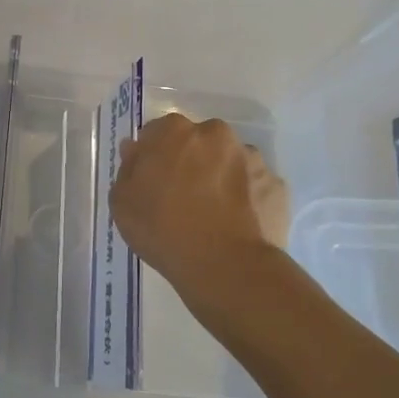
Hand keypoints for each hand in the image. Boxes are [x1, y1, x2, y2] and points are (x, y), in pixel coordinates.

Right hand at [111, 113, 289, 294]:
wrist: (225, 265)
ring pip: (229, 162)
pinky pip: (253, 186)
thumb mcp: (122, 202)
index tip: (152, 181)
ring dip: (220, 177)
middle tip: (182, 197)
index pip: (157, 133)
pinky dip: (245, 199)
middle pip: (197, 142)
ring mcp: (251, 158)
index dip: (153, 156)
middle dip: (190, 161)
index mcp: (174, 131)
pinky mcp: (276, 184)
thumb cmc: (163, 229)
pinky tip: (236, 223)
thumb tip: (136, 149)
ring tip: (214, 215)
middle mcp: (216, 134)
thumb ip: (128, 168)